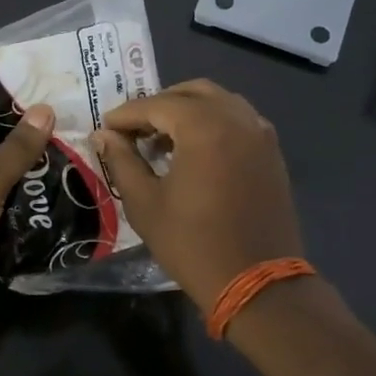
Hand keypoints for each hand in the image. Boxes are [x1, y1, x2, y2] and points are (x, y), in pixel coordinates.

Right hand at [94, 80, 304, 310]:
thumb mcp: (145, 203)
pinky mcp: (272, 152)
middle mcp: (236, 118)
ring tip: (162, 140)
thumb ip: (122, 161)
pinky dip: (213, 122)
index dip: (126, 115)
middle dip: (158, 105)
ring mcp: (260, 133)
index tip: (105, 128)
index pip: (156, 105)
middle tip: (133, 130)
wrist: (257, 283)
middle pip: (191, 92)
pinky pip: (238, 120)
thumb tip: (104, 136)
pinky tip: (195, 150)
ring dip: (187, 110)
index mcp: (204, 126)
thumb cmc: (193, 244)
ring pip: (218, 101)